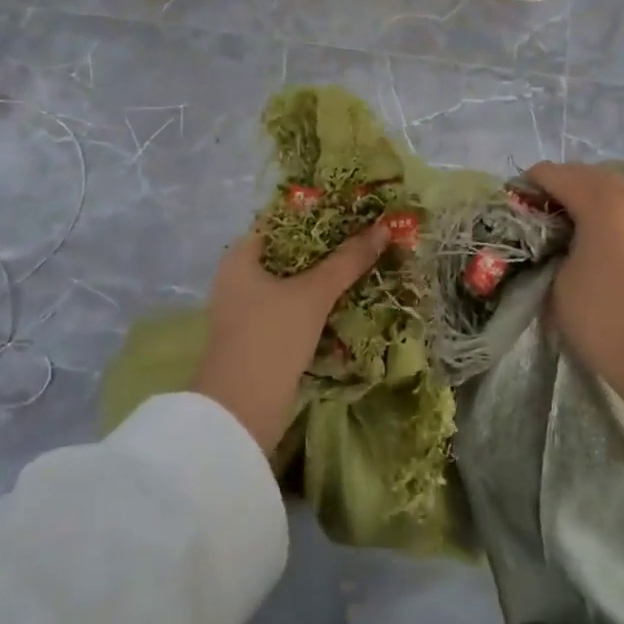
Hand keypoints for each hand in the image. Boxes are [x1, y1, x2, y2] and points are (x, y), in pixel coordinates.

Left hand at [191, 222, 387, 453]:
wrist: (241, 415)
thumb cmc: (270, 338)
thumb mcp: (313, 294)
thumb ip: (347, 260)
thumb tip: (383, 228)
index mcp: (241, 258)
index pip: (283, 221)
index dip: (319, 211)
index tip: (354, 208)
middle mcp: (240, 279)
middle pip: (293, 253)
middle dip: (330, 247)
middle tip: (369, 235)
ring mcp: (250, 311)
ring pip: (297, 283)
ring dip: (328, 278)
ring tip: (367, 263)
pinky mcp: (263, 338)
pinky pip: (297, 309)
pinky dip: (321, 304)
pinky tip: (351, 300)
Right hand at [526, 161, 623, 498]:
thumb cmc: (601, 314)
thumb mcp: (556, 280)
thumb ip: (546, 247)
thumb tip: (544, 241)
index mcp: (598, 201)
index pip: (552, 173)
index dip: (526, 185)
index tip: (509, 209)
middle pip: (583, 172)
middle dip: (555, 184)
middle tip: (532, 213)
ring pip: (607, 186)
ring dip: (580, 195)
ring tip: (558, 225)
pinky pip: (621, 206)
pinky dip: (600, 210)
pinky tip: (586, 238)